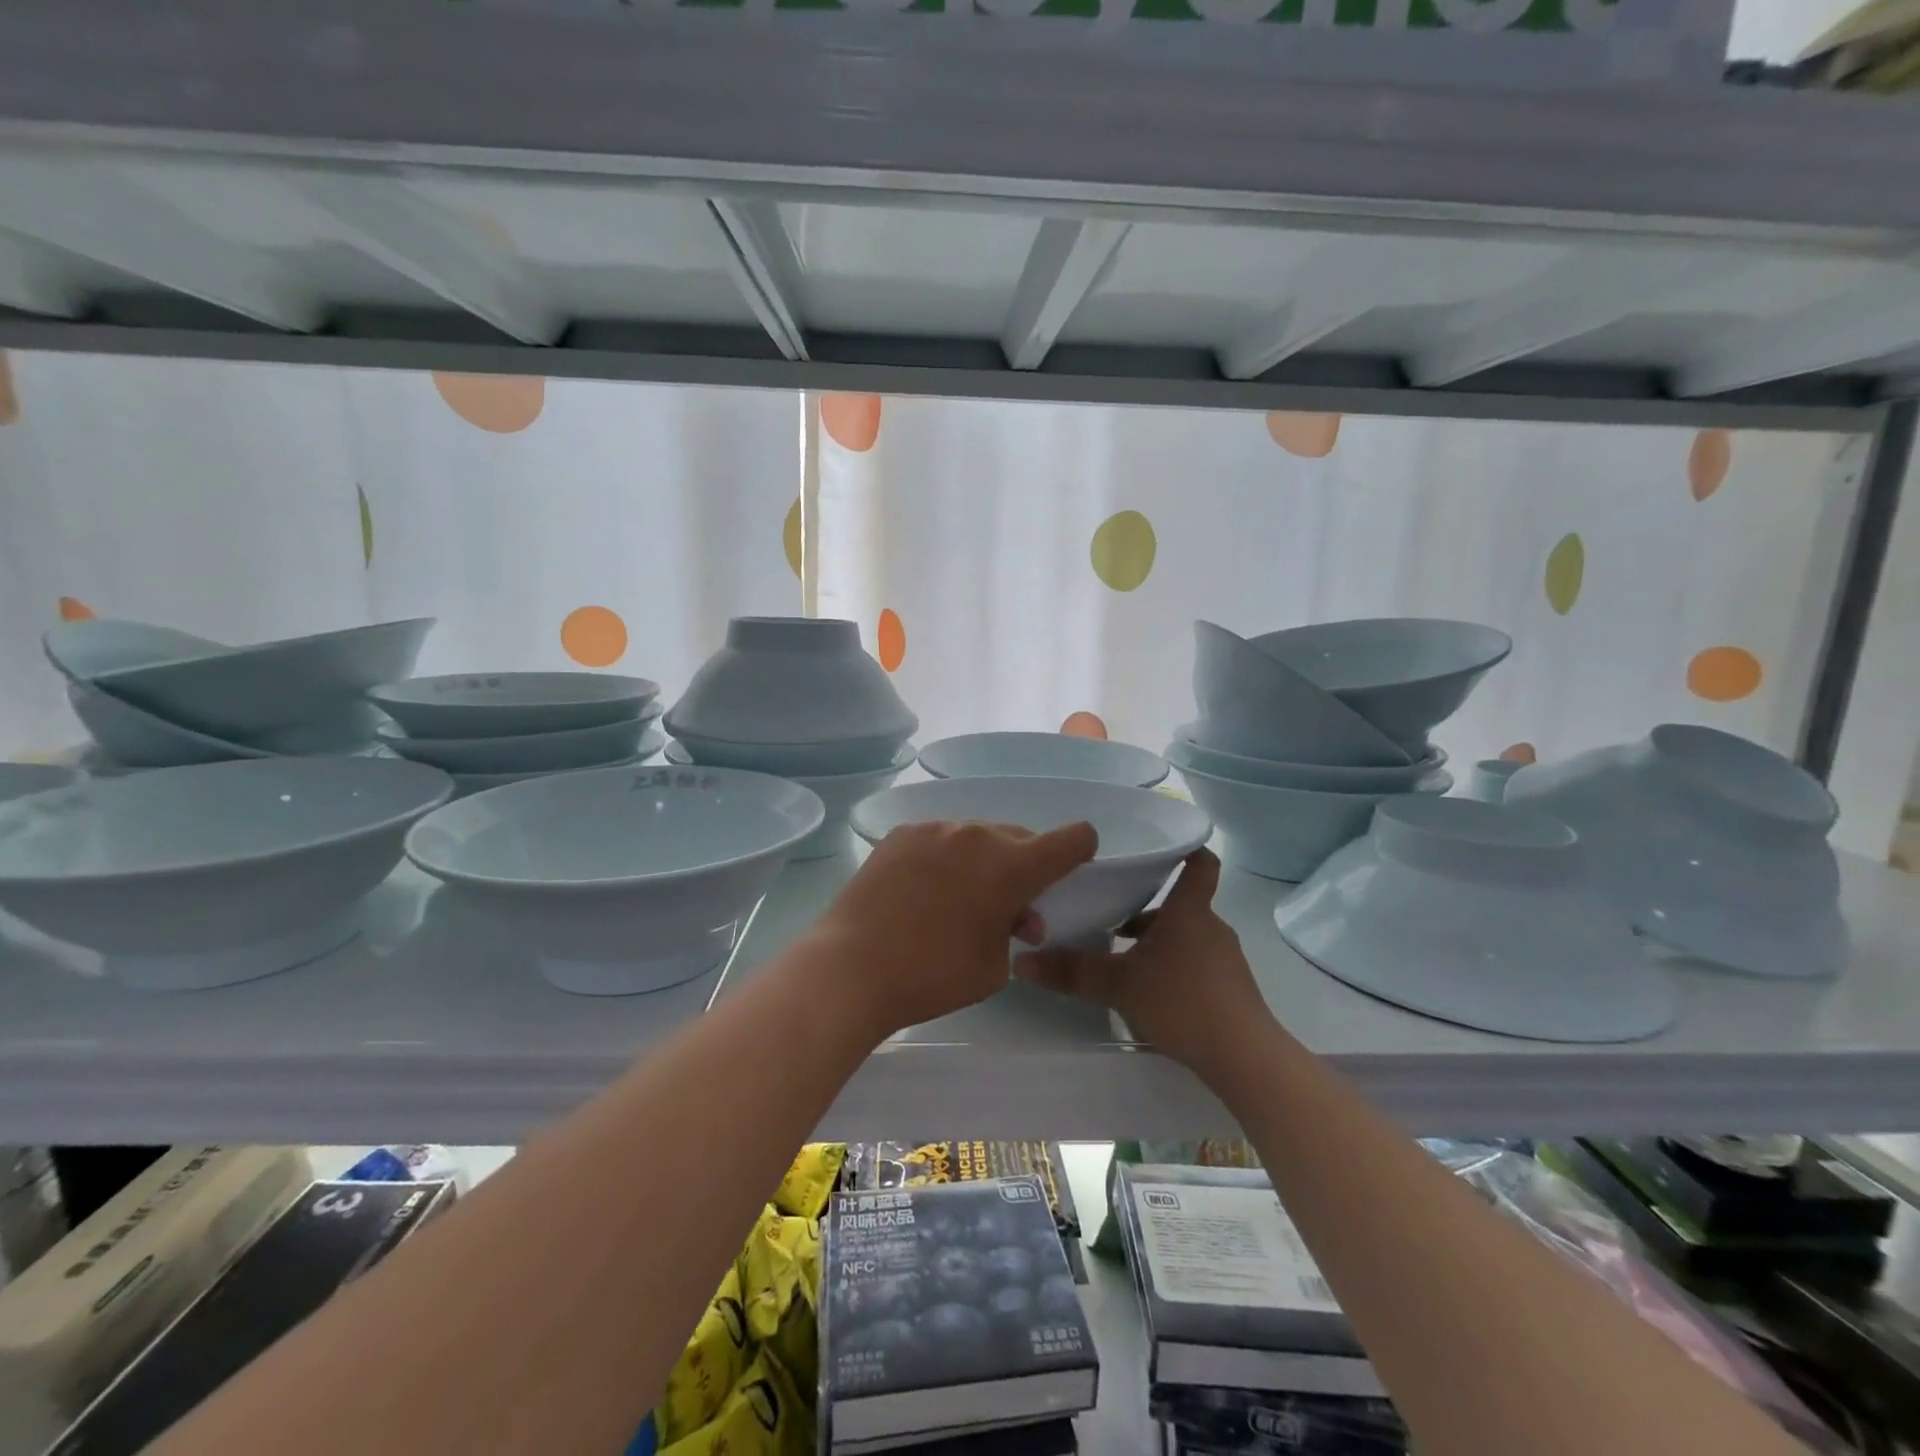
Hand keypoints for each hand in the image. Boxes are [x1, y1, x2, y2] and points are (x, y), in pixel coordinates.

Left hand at [808, 819, 1098, 1041]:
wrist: (851, 967)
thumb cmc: (933, 975)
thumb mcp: (994, 966)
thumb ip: (1014, 930)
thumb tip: (1013, 914)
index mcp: (1011, 865)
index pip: (1071, 839)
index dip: (1081, 850)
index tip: (1072, 869)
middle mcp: (977, 834)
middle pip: (1020, 838)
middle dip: (1024, 868)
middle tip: (1009, 909)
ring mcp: (935, 828)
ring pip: (978, 837)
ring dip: (983, 862)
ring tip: (960, 900)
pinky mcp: (900, 834)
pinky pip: (941, 839)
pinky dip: (946, 859)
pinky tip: (924, 891)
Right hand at [1014, 849, 1268, 1072]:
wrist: (1244, 1057)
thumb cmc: (1182, 1002)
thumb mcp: (1119, 985)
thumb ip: (1071, 972)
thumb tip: (1021, 961)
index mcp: (1189, 911)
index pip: (1199, 863)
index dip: (1185, 849)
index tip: (1159, 848)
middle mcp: (1210, 926)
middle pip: (1178, 905)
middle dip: (1144, 911)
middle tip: (1107, 917)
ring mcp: (1224, 959)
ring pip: (1184, 937)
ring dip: (1155, 943)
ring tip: (1120, 960)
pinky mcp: (1230, 989)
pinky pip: (1196, 964)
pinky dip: (1172, 968)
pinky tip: (1148, 993)